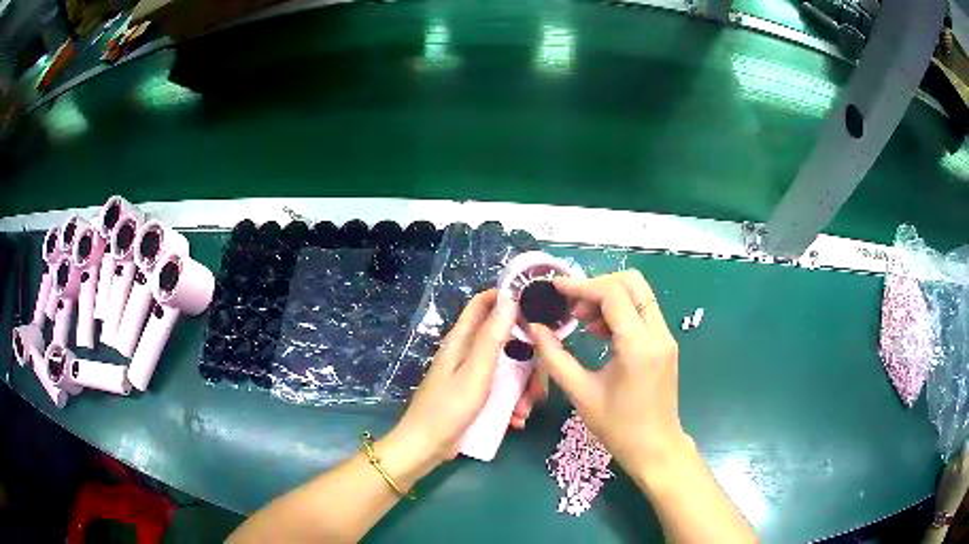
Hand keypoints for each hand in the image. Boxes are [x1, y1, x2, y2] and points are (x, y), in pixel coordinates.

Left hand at [386, 289, 517, 472]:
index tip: (535, 312)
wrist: (425, 447)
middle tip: (538, 382)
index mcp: (462, 340)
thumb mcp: (475, 372)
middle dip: (527, 359)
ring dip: (522, 388)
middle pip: (505, 340)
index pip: (484, 304)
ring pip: (508, 368)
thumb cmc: (449, 408)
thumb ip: (492, 336)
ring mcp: (472, 376)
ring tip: (524, 411)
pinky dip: (511, 403)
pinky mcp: (475, 396)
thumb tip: (509, 298)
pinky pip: (501, 391)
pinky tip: (515, 420)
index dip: (508, 300)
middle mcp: (468, 353)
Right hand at [529, 271, 690, 480]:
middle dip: (598, 286)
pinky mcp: (666, 344)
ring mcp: (666, 337)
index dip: (581, 286)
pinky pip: (643, 312)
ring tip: (583, 322)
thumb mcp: (581, 393)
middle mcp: (658, 334)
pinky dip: (621, 311)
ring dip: (609, 298)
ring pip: (640, 294)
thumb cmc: (618, 427)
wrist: (655, 448)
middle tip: (573, 308)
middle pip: (632, 283)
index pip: (613, 294)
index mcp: (638, 347)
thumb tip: (535, 328)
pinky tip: (600, 332)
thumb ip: (555, 357)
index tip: (555, 289)